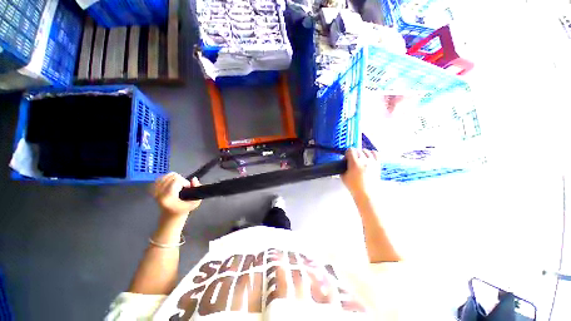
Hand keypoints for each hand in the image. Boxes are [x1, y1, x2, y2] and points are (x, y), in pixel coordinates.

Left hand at [153, 172, 200, 216]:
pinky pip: (160, 178)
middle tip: (183, 186)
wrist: (171, 216)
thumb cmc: (184, 209)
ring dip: (174, 178)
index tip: (188, 188)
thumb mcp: (195, 202)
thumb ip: (197, 188)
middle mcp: (159, 193)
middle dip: (180, 179)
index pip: (176, 180)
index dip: (185, 181)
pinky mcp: (153, 190)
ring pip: (166, 176)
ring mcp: (155, 191)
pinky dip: (166, 178)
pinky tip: (171, 182)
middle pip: (172, 176)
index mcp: (169, 197)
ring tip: (178, 184)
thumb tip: (194, 178)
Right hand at [341, 149, 380, 196]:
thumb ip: (343, 168)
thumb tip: (344, 163)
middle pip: (357, 150)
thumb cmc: (354, 187)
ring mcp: (372, 162)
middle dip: (353, 154)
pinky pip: (375, 153)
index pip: (350, 150)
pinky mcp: (378, 164)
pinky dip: (371, 153)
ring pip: (366, 151)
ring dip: (361, 153)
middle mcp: (364, 160)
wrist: (366, 194)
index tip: (346, 159)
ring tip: (360, 160)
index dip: (347, 154)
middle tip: (351, 161)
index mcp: (355, 163)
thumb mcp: (343, 177)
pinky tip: (368, 158)